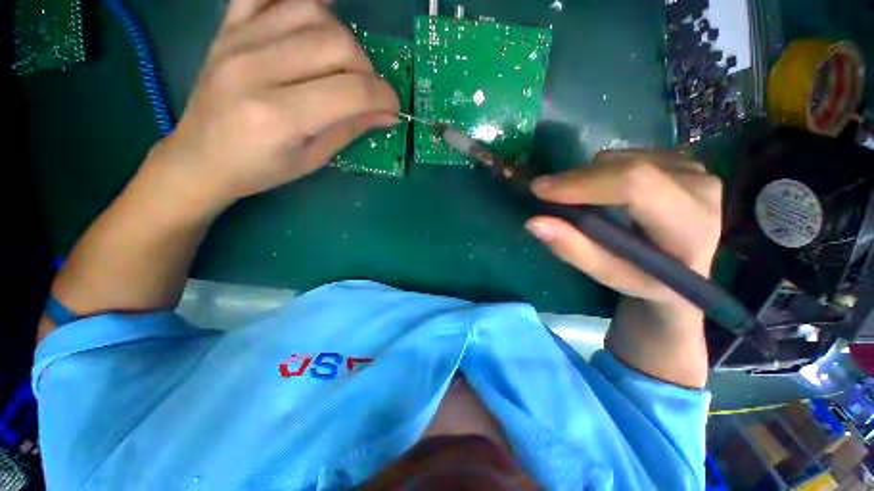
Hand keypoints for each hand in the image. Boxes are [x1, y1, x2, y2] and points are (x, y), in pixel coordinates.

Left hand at [146, 0, 399, 211]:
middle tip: (364, 91)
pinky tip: (319, 12)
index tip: (393, 109)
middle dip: (366, 69)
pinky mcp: (228, 26)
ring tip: (341, 63)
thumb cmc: (259, 169)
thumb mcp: (312, 160)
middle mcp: (257, 68)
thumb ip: (350, 130)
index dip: (384, 98)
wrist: (199, 157)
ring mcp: (239, 39)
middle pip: (338, 44)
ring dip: (342, 37)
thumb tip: (388, 115)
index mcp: (280, 116)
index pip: (352, 91)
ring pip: (313, 11)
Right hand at [526, 150, 721, 318]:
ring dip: (587, 177)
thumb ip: (573, 249)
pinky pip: (626, 156)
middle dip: (576, 179)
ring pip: (621, 159)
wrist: (683, 269)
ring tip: (577, 200)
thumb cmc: (645, 280)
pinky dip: (600, 172)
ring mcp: (693, 168)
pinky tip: (601, 192)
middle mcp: (700, 187)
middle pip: (625, 167)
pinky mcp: (681, 160)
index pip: (636, 187)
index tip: (541, 190)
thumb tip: (534, 222)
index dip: (583, 184)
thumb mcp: (608, 274)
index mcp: (690, 226)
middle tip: (547, 194)